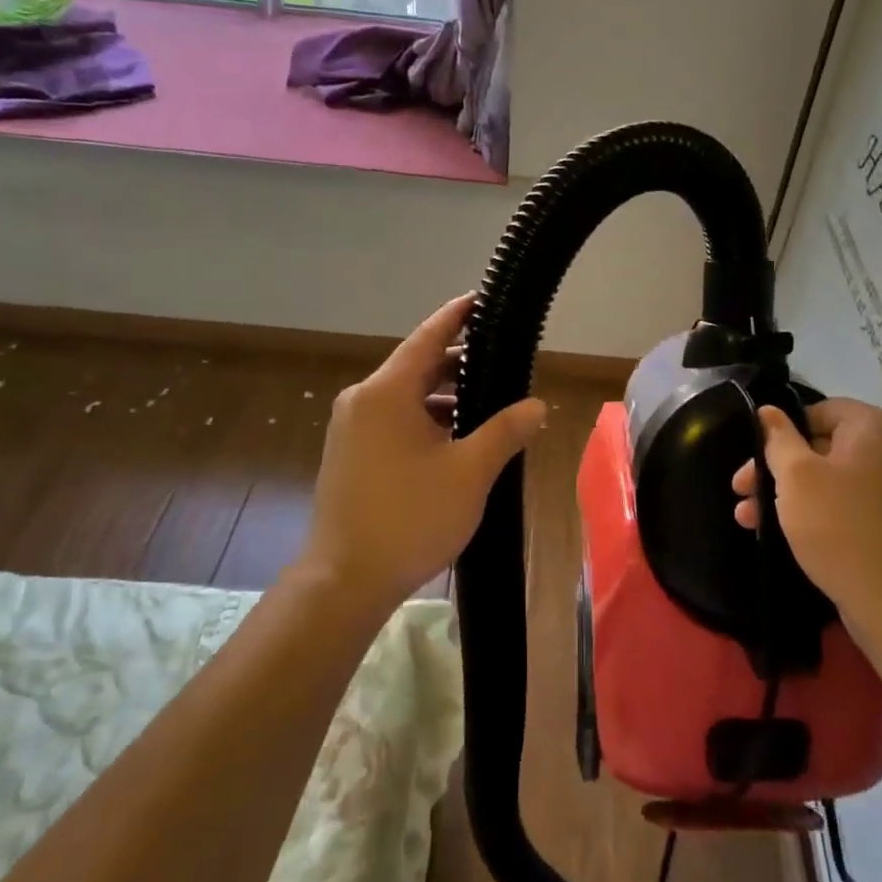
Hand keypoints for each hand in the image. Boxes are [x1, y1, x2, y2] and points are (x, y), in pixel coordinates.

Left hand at [303, 295, 546, 610]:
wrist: (344, 581)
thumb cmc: (410, 518)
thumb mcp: (470, 472)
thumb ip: (506, 431)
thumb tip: (537, 406)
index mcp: (386, 392)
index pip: (428, 338)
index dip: (456, 316)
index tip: (480, 299)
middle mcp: (362, 401)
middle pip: (417, 367)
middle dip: (459, 363)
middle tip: (502, 362)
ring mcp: (351, 429)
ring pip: (405, 397)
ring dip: (444, 397)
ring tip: (487, 406)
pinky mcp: (349, 455)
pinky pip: (393, 421)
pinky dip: (425, 420)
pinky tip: (455, 440)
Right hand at [732, 399, 881, 626]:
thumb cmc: (841, 528)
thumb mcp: (796, 477)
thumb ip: (777, 438)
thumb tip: (767, 411)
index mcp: (877, 426)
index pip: (818, 411)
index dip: (781, 433)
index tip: (754, 462)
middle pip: (823, 446)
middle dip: (778, 469)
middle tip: (741, 492)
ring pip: (833, 478)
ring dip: (791, 494)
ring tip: (750, 519)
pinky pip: (851, 503)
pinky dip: (820, 512)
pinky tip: (786, 532)